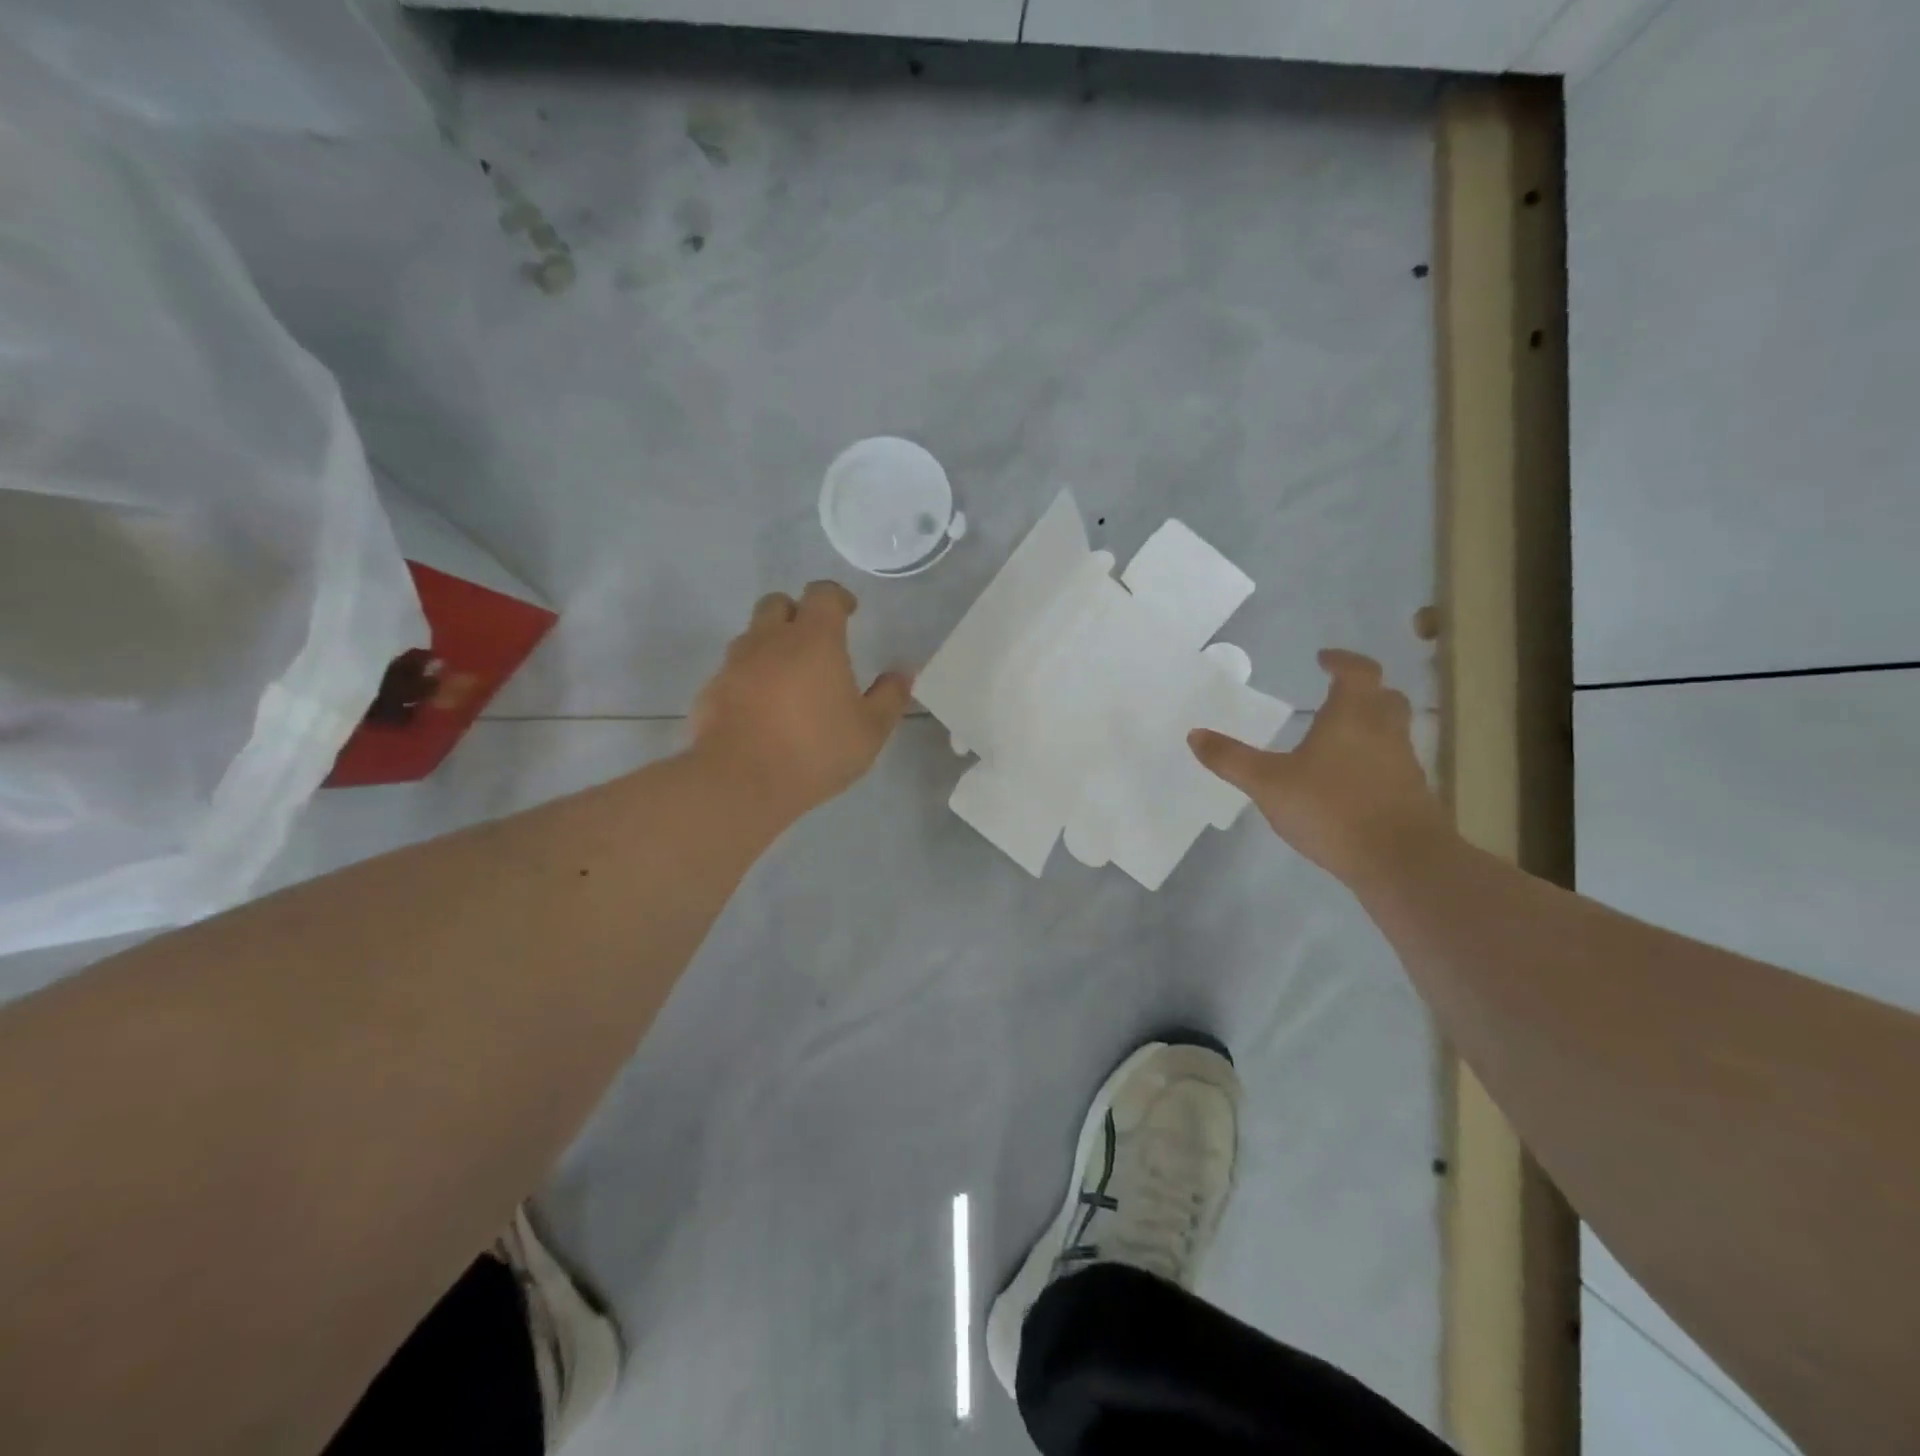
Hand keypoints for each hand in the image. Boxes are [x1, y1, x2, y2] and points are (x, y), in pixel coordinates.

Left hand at [691, 581, 912, 821]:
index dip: (837, 597)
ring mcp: (734, 664)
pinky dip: (749, 679)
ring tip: (788, 680)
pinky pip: (732, 672)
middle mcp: (769, 640)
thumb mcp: (870, 731)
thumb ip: (889, 697)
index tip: (849, 612)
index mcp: (813, 639)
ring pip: (751, 637)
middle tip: (814, 642)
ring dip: (770, 646)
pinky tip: (761, 711)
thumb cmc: (815, 750)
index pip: (822, 594)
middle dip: (796, 613)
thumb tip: (902, 673)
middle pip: (777, 603)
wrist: (740, 782)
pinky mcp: (710, 691)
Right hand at [1188, 649, 1449, 885]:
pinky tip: (1349, 780)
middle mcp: (1384, 730)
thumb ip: (1231, 759)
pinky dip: (1373, 760)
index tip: (1323, 659)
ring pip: (1391, 730)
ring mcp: (1403, 763)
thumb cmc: (1331, 808)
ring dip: (1370, 725)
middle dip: (1362, 691)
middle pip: (1384, 697)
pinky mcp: (1412, 794)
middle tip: (1336, 694)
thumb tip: (1195, 734)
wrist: (1400, 860)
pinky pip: (1392, 763)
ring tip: (1338, 738)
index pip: (1357, 671)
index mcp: (1352, 715)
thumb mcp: (1267, 783)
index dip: (1341, 661)